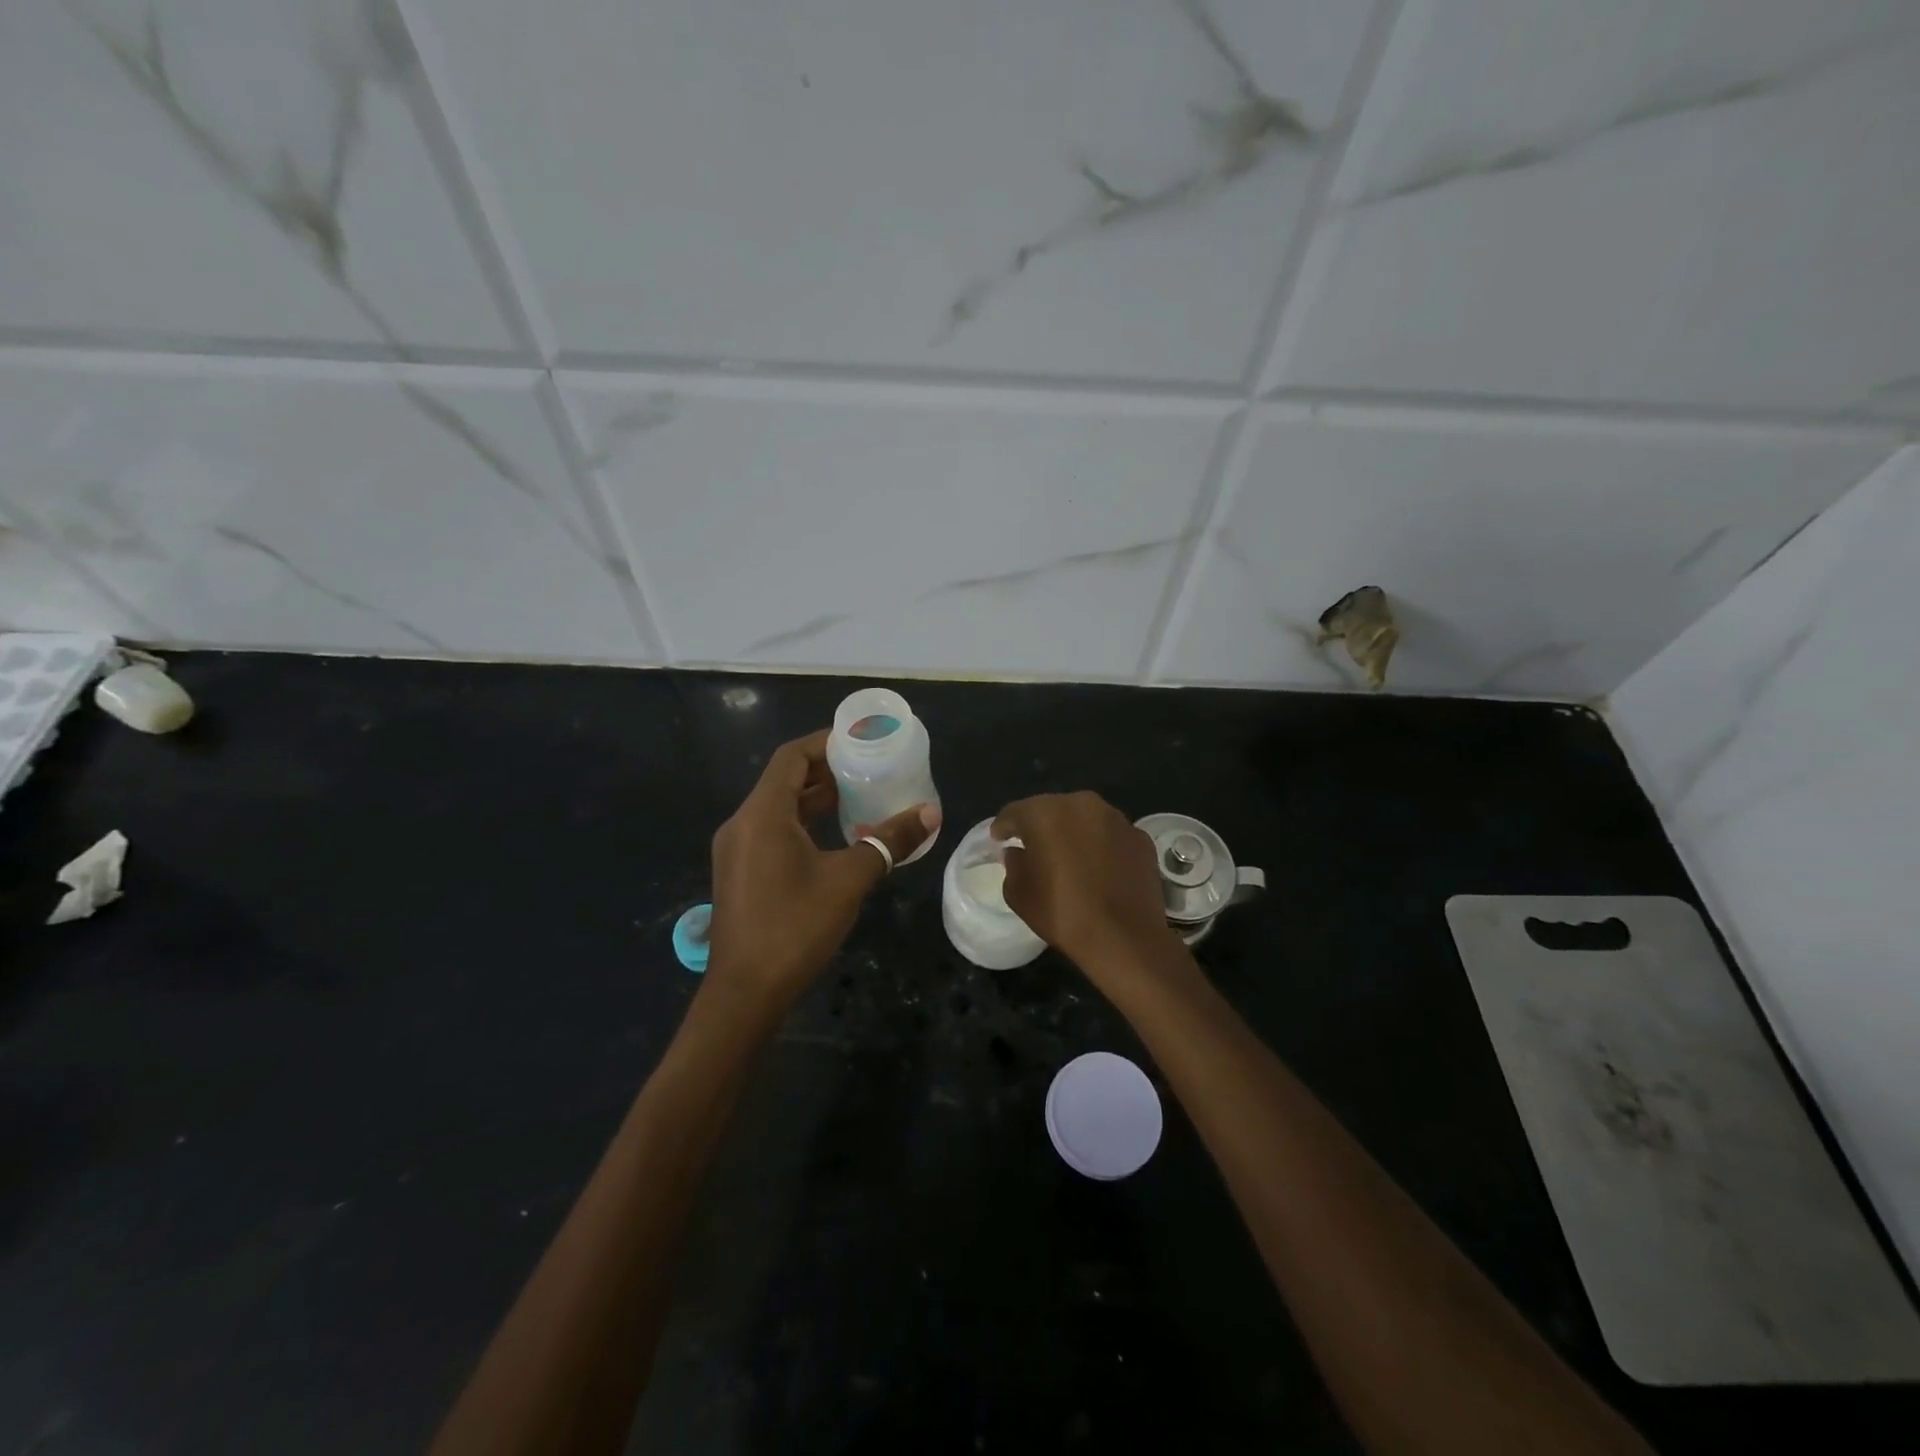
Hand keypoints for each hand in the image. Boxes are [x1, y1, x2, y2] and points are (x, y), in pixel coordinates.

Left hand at [707, 729, 938, 1016]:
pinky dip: (804, 823)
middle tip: (869, 768)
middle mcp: (743, 823)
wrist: (745, 993)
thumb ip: (889, 841)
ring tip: (861, 796)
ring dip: (816, 798)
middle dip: (827, 770)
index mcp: (762, 814)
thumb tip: (931, 812)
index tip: (861, 741)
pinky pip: (773, 830)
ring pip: (779, 807)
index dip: (825, 742)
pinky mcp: (740, 871)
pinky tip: (837, 837)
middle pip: (785, 780)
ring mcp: (737, 849)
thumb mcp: (849, 880)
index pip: (792, 757)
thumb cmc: (795, 927)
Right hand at [992, 791, 1179, 973]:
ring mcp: (1116, 819)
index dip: (1004, 826)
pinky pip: (1111, 836)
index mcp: (1045, 813)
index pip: (1015, 812)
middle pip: (1052, 809)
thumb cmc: (1063, 913)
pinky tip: (1100, 868)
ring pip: (1085, 819)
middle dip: (1040, 826)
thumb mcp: (1019, 894)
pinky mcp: (1140, 837)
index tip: (999, 839)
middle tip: (1033, 847)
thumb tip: (1018, 853)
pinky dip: (1102, 846)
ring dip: (1073, 832)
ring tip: (1069, 857)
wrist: (1125, 938)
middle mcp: (1082, 804)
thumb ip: (1013, 865)